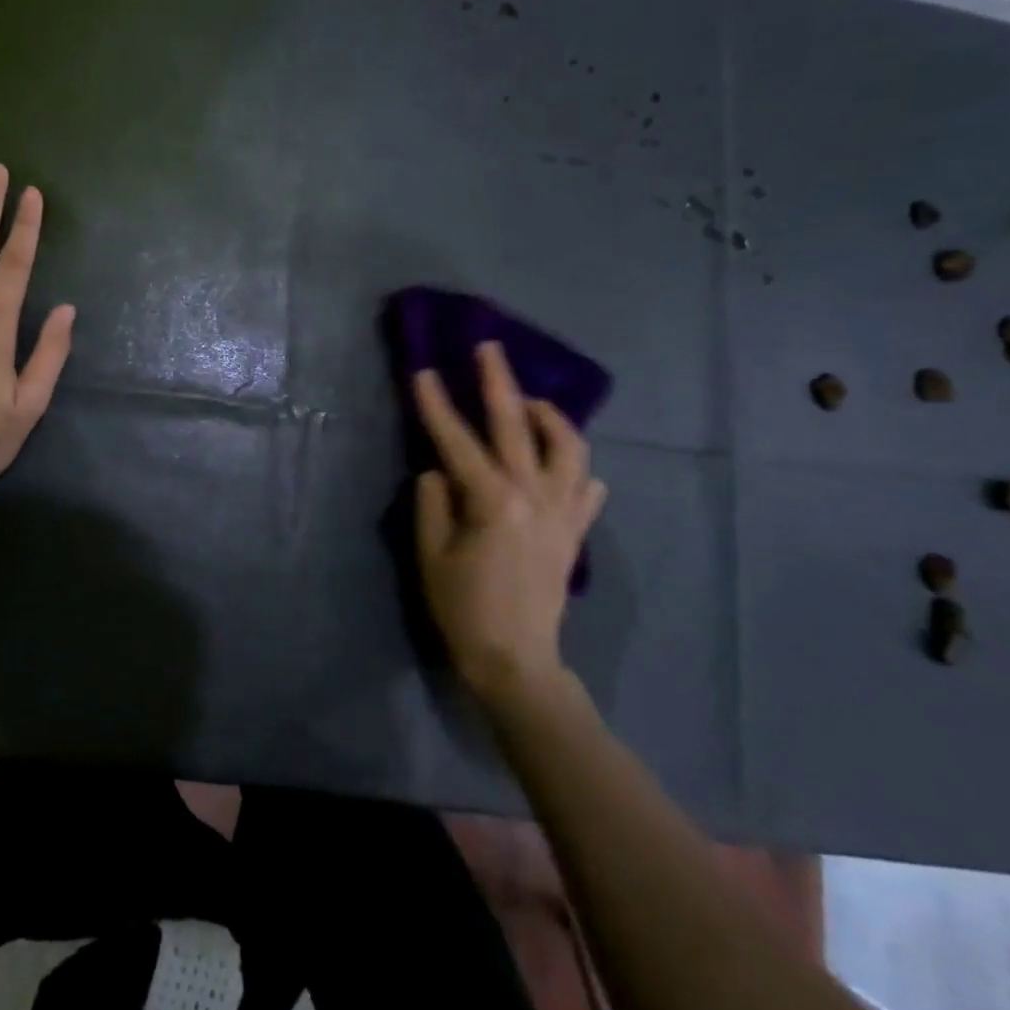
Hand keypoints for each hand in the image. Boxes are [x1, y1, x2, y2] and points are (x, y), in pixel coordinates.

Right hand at [412, 341, 607, 708]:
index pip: (458, 440)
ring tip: (529, 403)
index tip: (422, 371)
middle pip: (518, 425)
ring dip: (549, 417)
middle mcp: (534, 496)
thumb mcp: (431, 555)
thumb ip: (433, 503)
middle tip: (489, 348)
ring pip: (569, 447)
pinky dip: (574, 466)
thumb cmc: (463, 610)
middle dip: (499, 382)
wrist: (516, 662)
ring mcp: (562, 512)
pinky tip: (560, 463)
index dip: (436, 405)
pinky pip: (586, 486)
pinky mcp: (575, 531)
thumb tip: (438, 470)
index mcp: (493, 501)